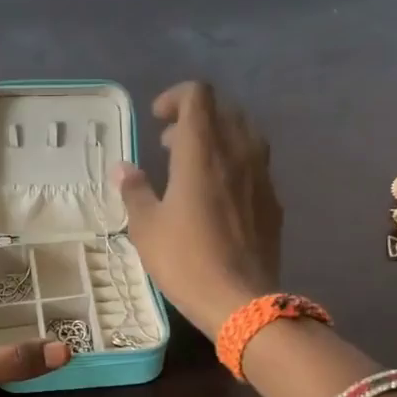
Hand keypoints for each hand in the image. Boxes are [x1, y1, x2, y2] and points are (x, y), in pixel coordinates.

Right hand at [114, 82, 281, 336]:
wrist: (241, 300)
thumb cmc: (185, 260)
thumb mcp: (146, 228)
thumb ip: (134, 191)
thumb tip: (123, 168)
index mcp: (202, 152)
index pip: (198, 96)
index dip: (176, 98)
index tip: (157, 119)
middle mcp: (237, 153)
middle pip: (223, 111)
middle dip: (194, 118)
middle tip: (168, 145)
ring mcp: (261, 175)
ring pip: (244, 134)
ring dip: (217, 138)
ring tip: (194, 166)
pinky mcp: (273, 200)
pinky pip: (255, 164)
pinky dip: (234, 164)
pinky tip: (218, 196)